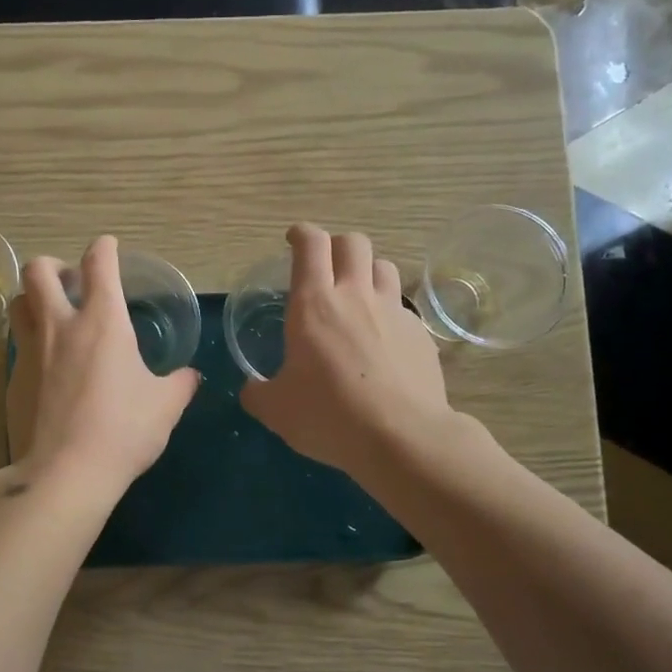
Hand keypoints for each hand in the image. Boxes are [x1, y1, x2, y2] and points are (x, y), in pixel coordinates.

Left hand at [6, 235, 199, 500]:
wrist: (64, 473)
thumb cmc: (123, 431)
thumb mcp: (165, 407)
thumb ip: (179, 384)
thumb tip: (191, 376)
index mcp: (102, 322)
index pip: (98, 264)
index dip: (104, 247)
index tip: (108, 247)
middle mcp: (60, 326)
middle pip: (38, 270)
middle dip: (53, 265)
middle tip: (70, 282)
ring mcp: (30, 352)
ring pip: (17, 303)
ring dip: (33, 299)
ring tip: (52, 316)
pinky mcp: (12, 380)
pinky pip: (17, 345)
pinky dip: (31, 342)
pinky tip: (48, 367)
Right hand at [240, 223, 457, 473]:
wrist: (402, 437)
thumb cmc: (329, 416)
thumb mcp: (276, 410)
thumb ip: (258, 393)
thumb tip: (251, 389)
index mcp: (314, 305)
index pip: (311, 245)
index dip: (301, 234)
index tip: (294, 239)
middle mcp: (356, 297)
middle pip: (353, 242)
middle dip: (337, 245)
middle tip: (326, 267)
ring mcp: (394, 313)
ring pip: (384, 267)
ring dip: (368, 272)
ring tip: (358, 296)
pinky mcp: (421, 335)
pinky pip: (403, 309)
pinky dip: (389, 314)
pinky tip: (383, 342)